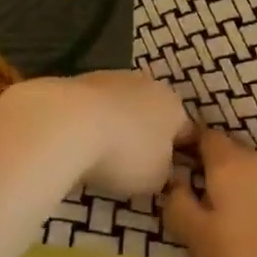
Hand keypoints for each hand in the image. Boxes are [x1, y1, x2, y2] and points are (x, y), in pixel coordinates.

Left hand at [54, 71, 193, 199]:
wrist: (68, 122)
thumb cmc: (125, 153)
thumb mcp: (156, 179)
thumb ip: (165, 173)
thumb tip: (161, 169)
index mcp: (175, 106)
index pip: (188, 133)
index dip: (182, 155)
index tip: (171, 176)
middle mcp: (149, 85)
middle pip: (154, 115)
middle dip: (147, 137)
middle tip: (134, 167)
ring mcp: (114, 78)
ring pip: (123, 107)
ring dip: (118, 127)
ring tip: (100, 156)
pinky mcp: (81, 79)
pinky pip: (95, 108)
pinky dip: (91, 122)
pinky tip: (79, 142)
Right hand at [163, 128, 256, 256]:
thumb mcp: (206, 242)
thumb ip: (181, 211)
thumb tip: (172, 185)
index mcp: (228, 164)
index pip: (204, 136)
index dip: (188, 146)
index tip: (177, 167)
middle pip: (230, 156)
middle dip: (214, 174)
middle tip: (202, 207)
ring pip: (255, 173)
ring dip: (242, 191)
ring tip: (235, 225)